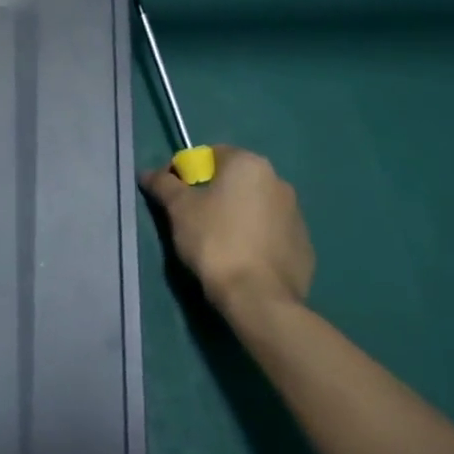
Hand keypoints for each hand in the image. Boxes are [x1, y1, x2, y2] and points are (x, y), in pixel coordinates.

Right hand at [142, 145, 314, 315]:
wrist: (258, 298)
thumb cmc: (214, 241)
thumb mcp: (178, 208)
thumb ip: (163, 184)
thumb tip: (148, 173)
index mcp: (250, 164)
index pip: (211, 155)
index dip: (188, 172)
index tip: (176, 196)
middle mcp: (278, 182)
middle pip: (235, 180)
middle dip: (214, 194)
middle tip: (193, 220)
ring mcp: (296, 215)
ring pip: (255, 207)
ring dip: (236, 216)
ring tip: (217, 243)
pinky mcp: (304, 247)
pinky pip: (271, 234)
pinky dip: (255, 239)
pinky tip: (241, 261)